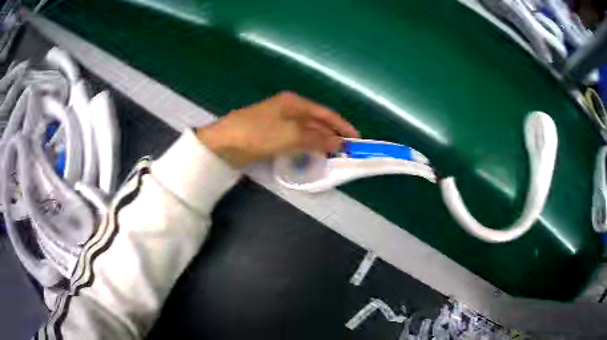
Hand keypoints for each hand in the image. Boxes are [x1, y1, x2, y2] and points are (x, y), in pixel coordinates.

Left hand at [196, 92, 358, 166]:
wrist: (224, 143)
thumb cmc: (258, 133)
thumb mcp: (291, 134)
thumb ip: (316, 138)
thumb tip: (338, 142)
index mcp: (295, 102)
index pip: (325, 112)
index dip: (342, 125)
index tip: (356, 139)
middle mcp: (289, 108)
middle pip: (317, 121)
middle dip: (332, 134)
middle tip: (346, 151)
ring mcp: (279, 121)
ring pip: (307, 131)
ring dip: (320, 141)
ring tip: (333, 155)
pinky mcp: (271, 134)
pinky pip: (295, 139)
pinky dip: (306, 146)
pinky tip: (311, 154)